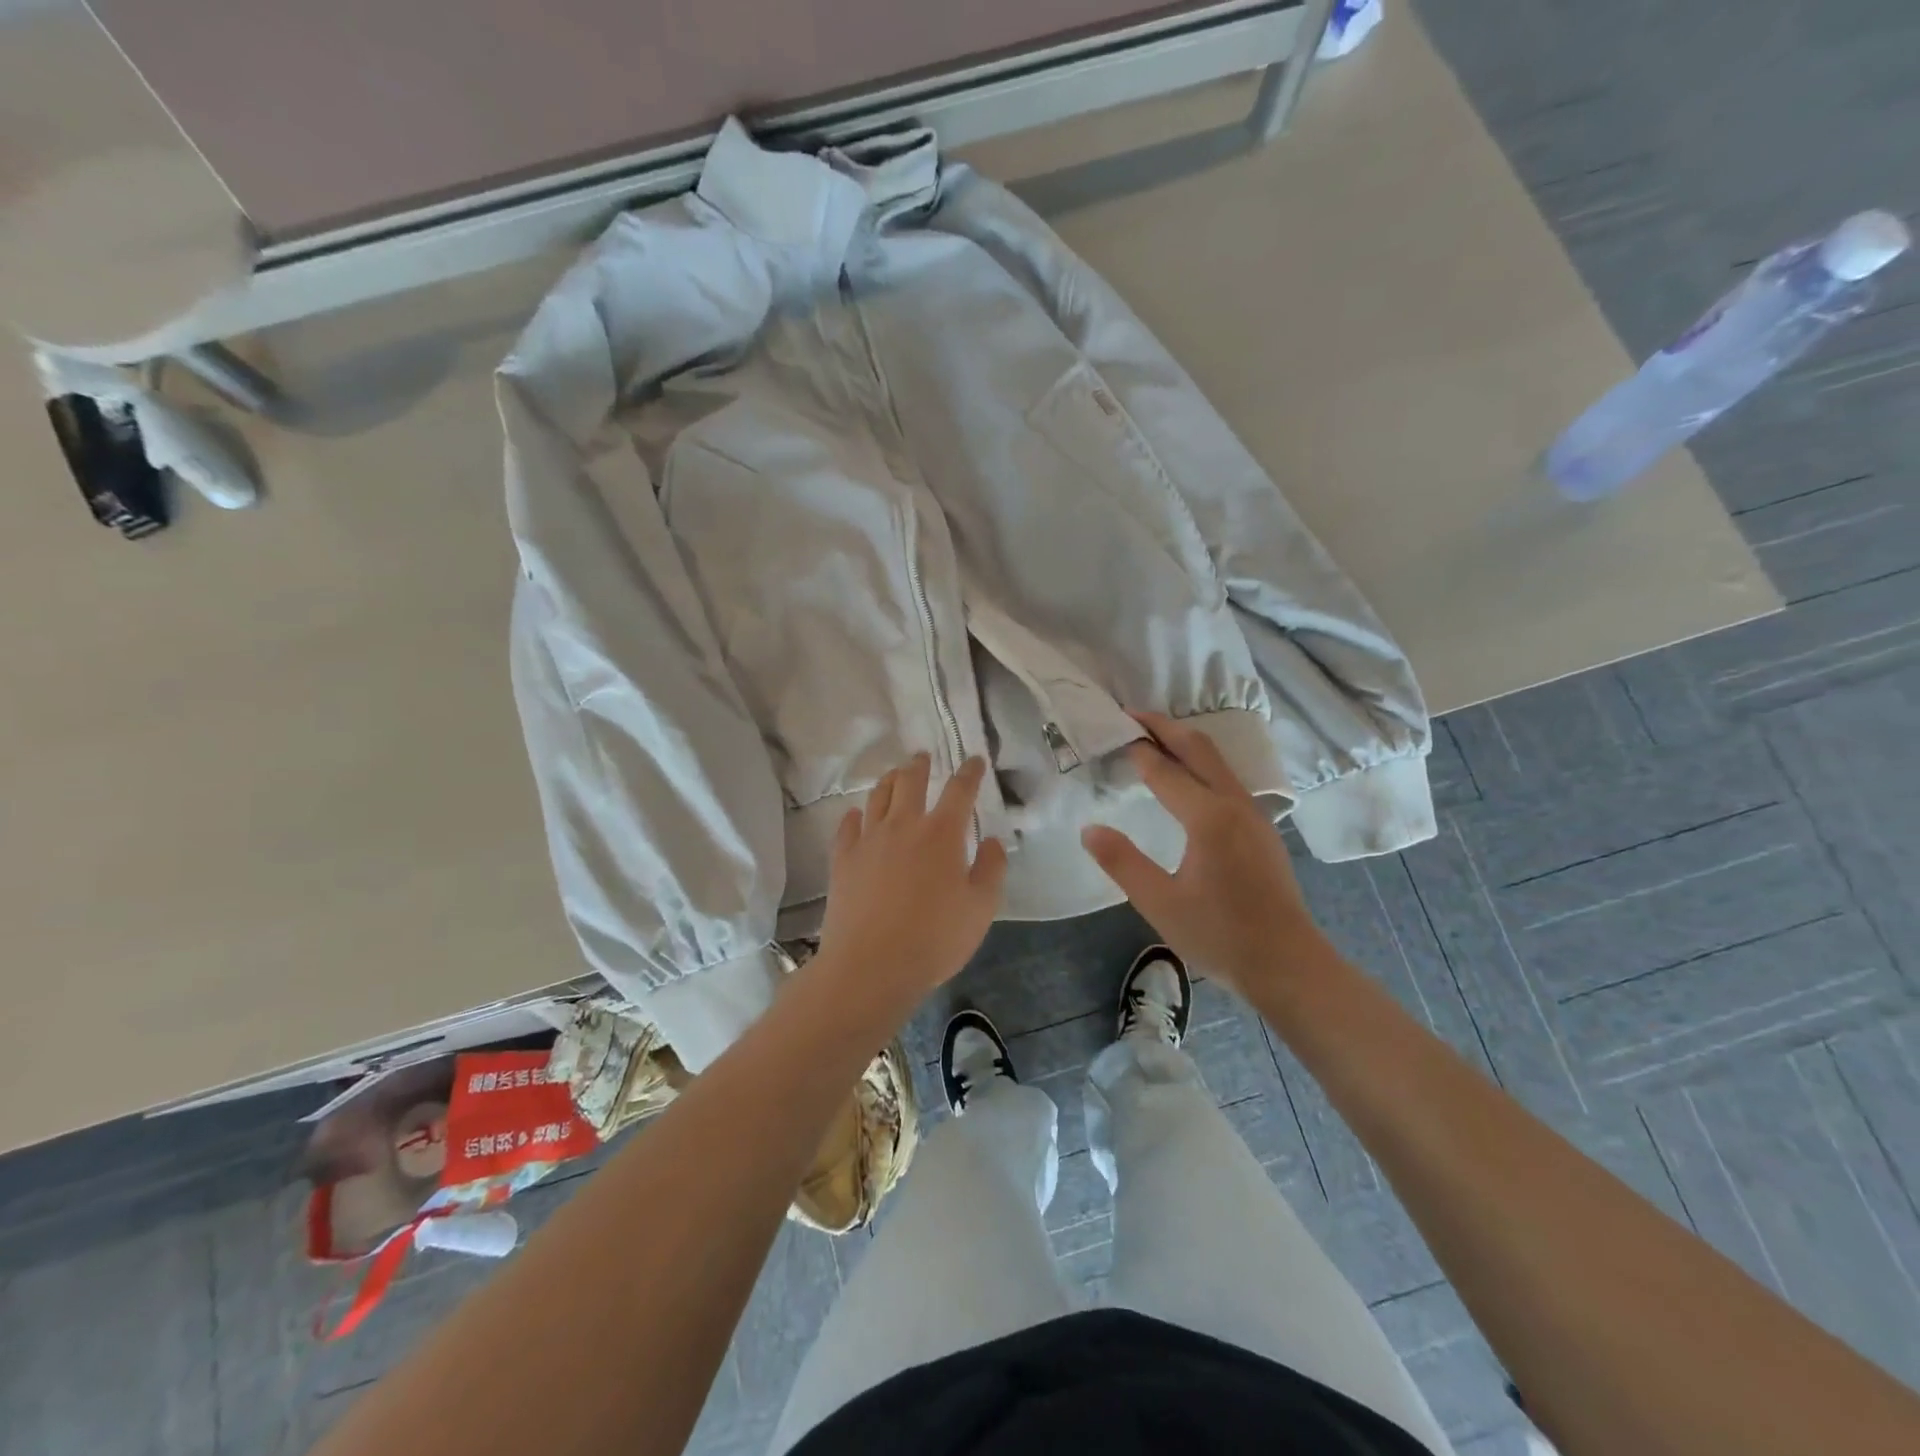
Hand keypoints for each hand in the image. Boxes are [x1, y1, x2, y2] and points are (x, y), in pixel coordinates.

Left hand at [814, 754, 1007, 1011]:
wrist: (871, 966)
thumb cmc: (935, 939)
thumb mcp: (981, 908)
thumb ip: (991, 869)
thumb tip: (991, 840)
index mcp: (942, 834)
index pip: (959, 791)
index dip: (969, 772)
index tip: (974, 760)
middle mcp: (904, 826)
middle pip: (910, 782)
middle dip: (920, 765)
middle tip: (923, 756)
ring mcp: (869, 840)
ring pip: (878, 796)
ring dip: (889, 780)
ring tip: (894, 775)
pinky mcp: (843, 859)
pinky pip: (847, 826)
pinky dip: (854, 815)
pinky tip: (856, 814)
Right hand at [1081, 712, 1323, 998]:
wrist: (1289, 965)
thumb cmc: (1221, 936)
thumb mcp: (1160, 904)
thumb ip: (1122, 863)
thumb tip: (1090, 829)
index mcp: (1208, 817)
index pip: (1164, 769)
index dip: (1137, 749)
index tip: (1111, 730)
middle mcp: (1234, 804)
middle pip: (1199, 748)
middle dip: (1164, 727)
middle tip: (1131, 715)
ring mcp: (1253, 815)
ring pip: (1217, 761)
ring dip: (1185, 742)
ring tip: (1154, 738)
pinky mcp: (1261, 829)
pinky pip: (1227, 779)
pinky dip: (1201, 763)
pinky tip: (1188, 779)